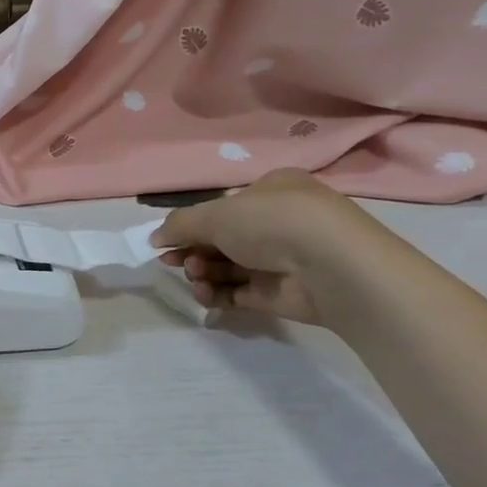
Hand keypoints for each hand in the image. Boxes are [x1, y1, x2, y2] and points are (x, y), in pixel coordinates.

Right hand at [151, 169, 365, 323]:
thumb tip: (155, 238)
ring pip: (229, 267)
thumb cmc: (272, 222)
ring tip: (194, 276)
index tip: (166, 241)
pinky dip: (218, 294)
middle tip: (174, 262)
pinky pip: (240, 293)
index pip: (224, 207)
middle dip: (193, 250)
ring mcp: (282, 259)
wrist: (331, 266)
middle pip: (222, 239)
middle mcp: (279, 223)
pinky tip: (203, 295)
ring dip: (202, 272)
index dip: (192, 224)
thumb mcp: (216, 213)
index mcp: (271, 191)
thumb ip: (180, 224)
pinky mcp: (281, 293)